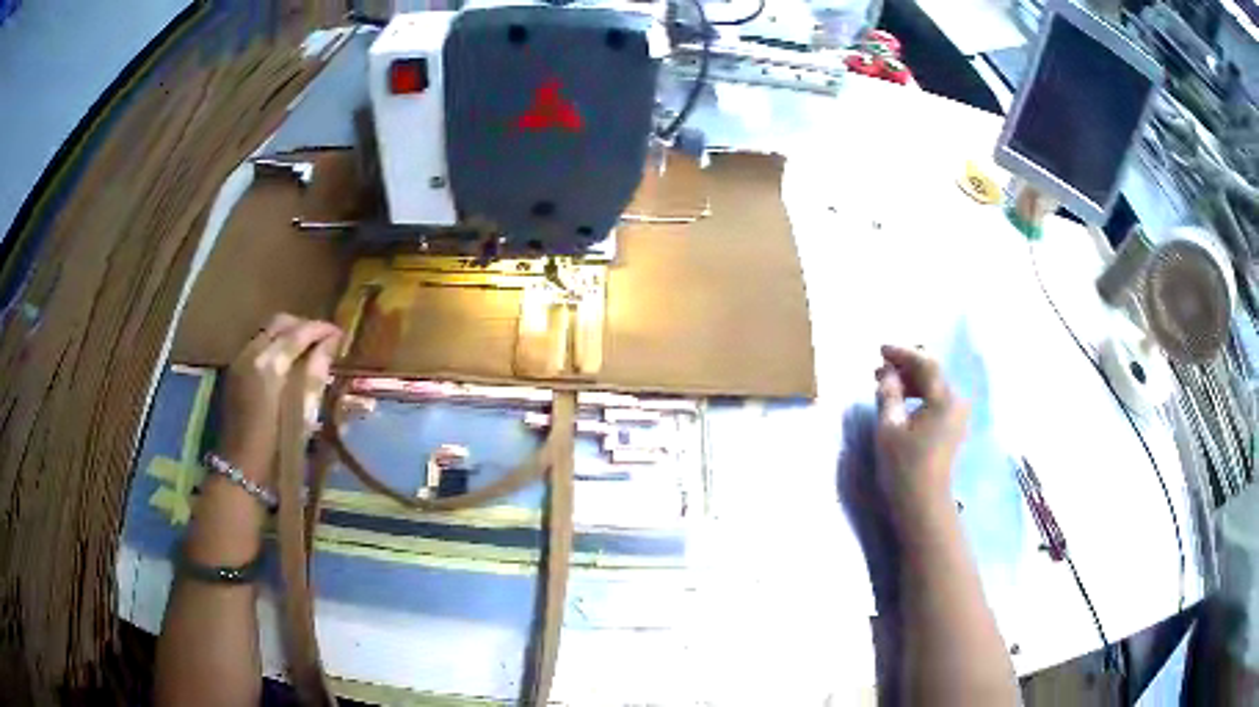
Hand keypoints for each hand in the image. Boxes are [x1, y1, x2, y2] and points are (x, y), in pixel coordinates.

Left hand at [218, 314, 341, 482]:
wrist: (241, 470)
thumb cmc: (278, 448)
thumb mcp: (304, 413)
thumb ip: (316, 374)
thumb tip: (331, 345)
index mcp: (270, 364)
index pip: (300, 332)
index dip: (322, 329)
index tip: (340, 335)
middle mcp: (252, 353)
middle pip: (280, 323)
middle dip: (304, 326)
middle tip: (324, 340)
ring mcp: (239, 360)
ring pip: (267, 332)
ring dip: (288, 335)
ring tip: (308, 351)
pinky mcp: (234, 371)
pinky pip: (257, 344)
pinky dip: (274, 345)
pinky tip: (286, 363)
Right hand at [874, 345, 968, 527]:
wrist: (923, 503)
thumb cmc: (904, 466)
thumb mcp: (889, 426)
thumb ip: (888, 393)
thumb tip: (887, 373)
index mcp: (943, 399)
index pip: (925, 363)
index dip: (902, 353)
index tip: (880, 350)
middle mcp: (955, 402)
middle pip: (932, 372)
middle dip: (906, 367)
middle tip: (878, 368)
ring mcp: (956, 415)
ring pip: (933, 386)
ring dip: (911, 381)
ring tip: (885, 384)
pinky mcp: (952, 427)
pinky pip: (935, 400)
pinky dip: (918, 395)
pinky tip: (901, 401)